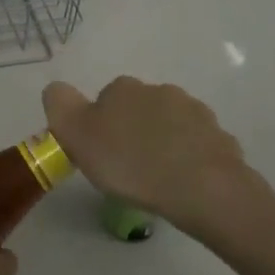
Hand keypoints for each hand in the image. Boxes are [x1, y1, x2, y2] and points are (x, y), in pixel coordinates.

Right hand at [43, 77, 252, 236]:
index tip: (101, 154)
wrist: (200, 186)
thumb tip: (56, 88)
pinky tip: (183, 183)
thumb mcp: (76, 135)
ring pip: (169, 125)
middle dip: (133, 131)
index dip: (99, 126)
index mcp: (123, 89)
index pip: (104, 100)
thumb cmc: (129, 162)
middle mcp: (159, 90)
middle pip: (138, 109)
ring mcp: (194, 111)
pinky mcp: (219, 136)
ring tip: (157, 179)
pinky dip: (188, 158)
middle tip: (127, 168)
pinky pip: (196, 145)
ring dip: (162, 143)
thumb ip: (60, 105)